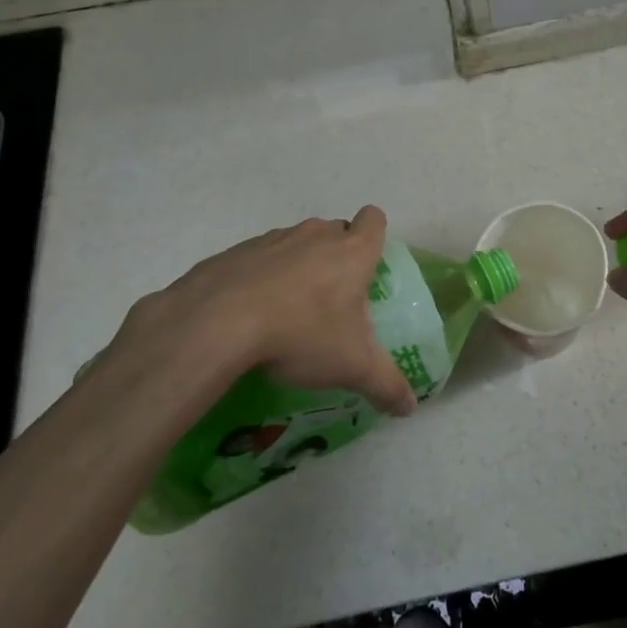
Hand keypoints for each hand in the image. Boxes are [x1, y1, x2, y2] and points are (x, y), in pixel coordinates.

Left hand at [114, 206, 415, 417]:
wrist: (217, 323)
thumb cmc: (301, 334)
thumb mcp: (352, 367)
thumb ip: (386, 384)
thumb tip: (409, 408)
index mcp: (351, 251)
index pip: (374, 220)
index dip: (374, 236)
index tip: (367, 266)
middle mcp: (316, 235)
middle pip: (335, 231)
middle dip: (336, 256)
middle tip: (331, 299)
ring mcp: (273, 239)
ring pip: (296, 243)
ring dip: (298, 267)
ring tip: (287, 312)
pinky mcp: (234, 252)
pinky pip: (258, 258)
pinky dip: (260, 278)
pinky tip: (249, 315)